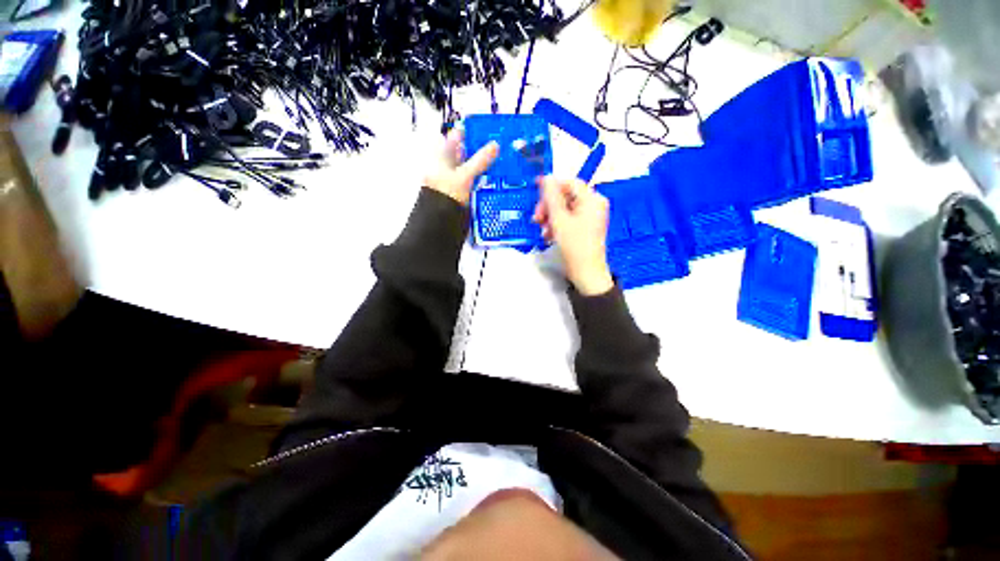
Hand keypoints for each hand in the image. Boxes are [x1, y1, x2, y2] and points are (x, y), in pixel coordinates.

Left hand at [423, 126, 498, 205]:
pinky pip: (472, 180)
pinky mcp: (459, 191)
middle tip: (498, 146)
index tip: (489, 129)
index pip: (457, 135)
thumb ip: (480, 160)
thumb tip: (494, 145)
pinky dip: (481, 178)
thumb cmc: (445, 194)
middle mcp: (445, 164)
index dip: (472, 130)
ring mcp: (452, 179)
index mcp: (442, 154)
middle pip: (465, 151)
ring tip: (499, 161)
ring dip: (482, 165)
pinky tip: (491, 179)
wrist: (440, 221)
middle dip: (480, 149)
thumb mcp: (465, 175)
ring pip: (470, 167)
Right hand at [533, 177, 613, 295]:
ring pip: (565, 208)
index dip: (551, 186)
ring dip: (550, 217)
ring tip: (543, 231)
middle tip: (537, 219)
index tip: (535, 193)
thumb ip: (551, 197)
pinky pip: (568, 218)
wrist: (586, 273)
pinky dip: (557, 224)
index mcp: (592, 199)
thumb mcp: (559, 220)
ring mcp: (591, 216)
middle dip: (549, 206)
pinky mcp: (586, 227)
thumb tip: (546, 177)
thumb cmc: (574, 246)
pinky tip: (549, 235)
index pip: (569, 183)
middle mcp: (594, 204)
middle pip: (566, 196)